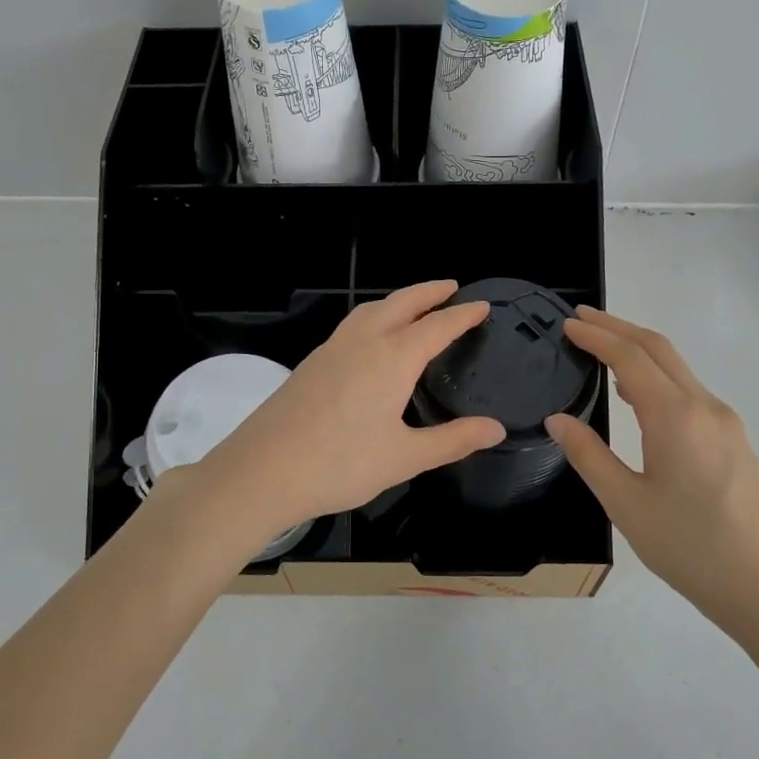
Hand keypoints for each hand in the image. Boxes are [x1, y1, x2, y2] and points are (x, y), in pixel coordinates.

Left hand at [187, 282, 505, 542]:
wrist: (262, 471)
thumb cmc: (340, 465)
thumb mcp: (405, 458)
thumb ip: (453, 440)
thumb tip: (496, 428)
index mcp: (392, 359)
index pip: (437, 327)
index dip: (463, 315)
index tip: (483, 306)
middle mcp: (362, 343)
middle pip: (401, 303)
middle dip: (428, 292)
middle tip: (451, 287)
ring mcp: (331, 350)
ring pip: (370, 310)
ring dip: (397, 300)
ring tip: (413, 305)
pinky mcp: (310, 363)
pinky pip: (350, 325)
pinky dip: (372, 316)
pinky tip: (370, 339)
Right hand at [545, 307, 758, 638]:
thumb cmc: (690, 548)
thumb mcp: (626, 504)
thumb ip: (588, 456)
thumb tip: (558, 419)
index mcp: (676, 417)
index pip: (630, 357)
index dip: (597, 336)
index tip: (567, 325)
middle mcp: (705, 407)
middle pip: (659, 349)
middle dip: (618, 328)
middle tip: (580, 320)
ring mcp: (725, 422)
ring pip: (677, 368)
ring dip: (638, 349)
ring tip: (601, 348)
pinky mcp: (734, 441)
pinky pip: (689, 390)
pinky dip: (657, 375)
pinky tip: (637, 393)